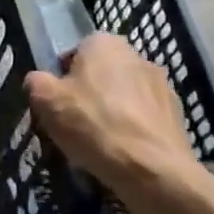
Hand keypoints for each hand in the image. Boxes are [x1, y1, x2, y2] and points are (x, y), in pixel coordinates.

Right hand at [24, 34, 198, 200]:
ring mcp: (163, 86)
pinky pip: (144, 119)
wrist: (152, 170)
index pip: (74, 53)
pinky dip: (133, 131)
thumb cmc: (92, 124)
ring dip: (112, 112)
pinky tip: (122, 154)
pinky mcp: (178, 116)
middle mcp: (137, 56)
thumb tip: (39, 81)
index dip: (61, 79)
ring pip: (124, 97)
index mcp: (104, 43)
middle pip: (101, 74)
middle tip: (75, 123)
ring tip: (99, 144)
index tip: (57, 104)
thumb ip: (36, 81)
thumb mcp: (45, 100)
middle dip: (89, 94)